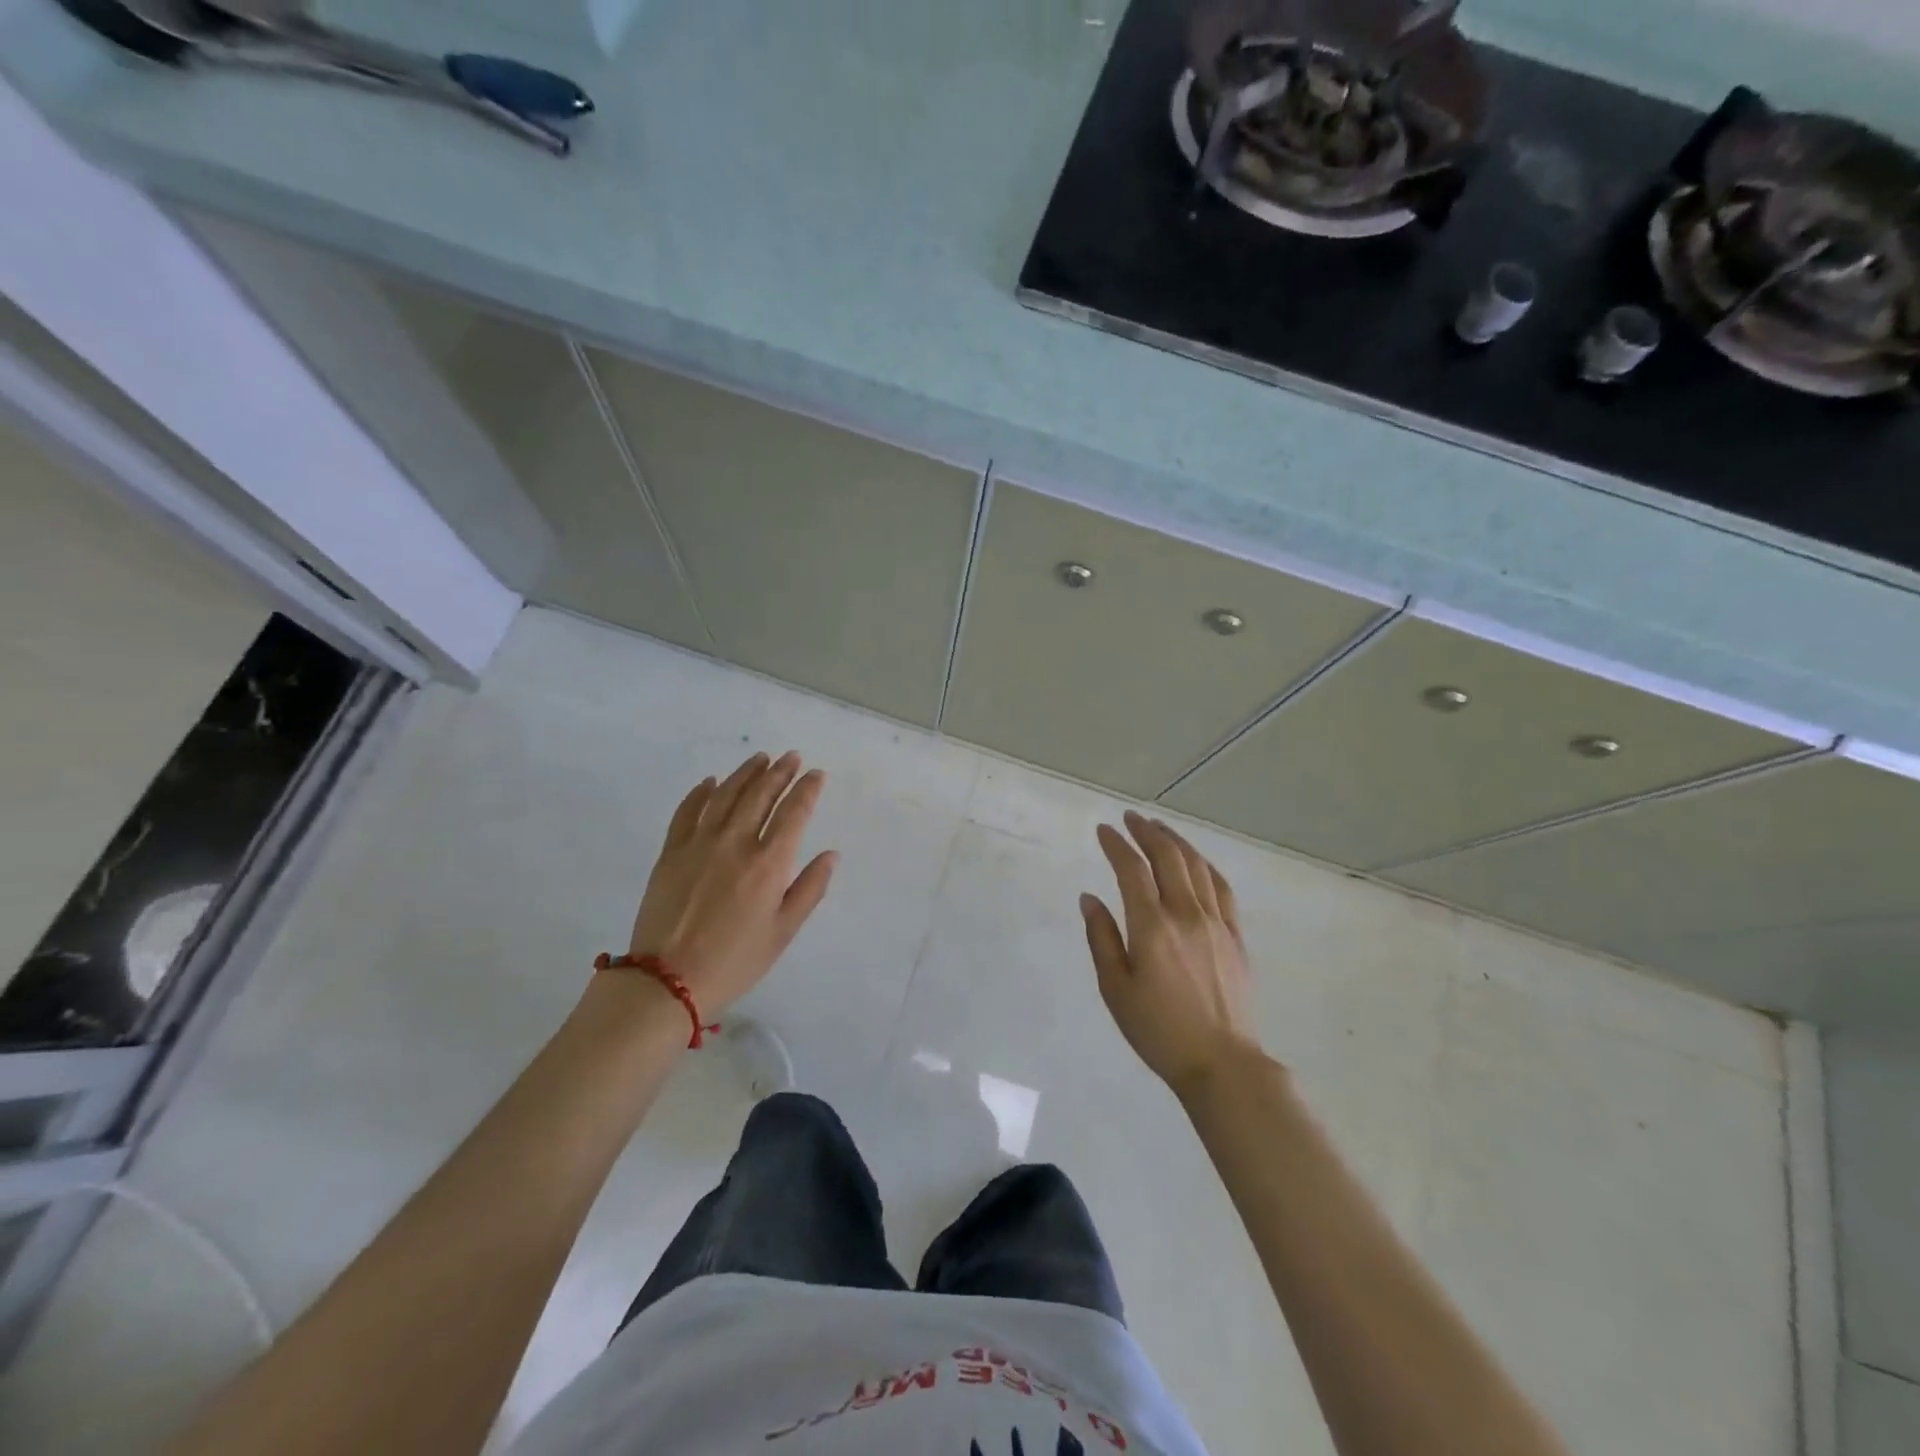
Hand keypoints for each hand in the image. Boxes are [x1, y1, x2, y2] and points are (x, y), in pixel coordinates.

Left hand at [626, 752, 836, 1016]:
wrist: (668, 980)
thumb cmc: (735, 961)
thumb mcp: (783, 932)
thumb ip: (810, 889)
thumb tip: (831, 854)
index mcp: (768, 864)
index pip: (793, 813)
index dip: (807, 789)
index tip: (816, 774)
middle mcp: (735, 843)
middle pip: (760, 796)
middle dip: (779, 772)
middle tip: (791, 757)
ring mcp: (699, 844)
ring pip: (725, 795)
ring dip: (745, 773)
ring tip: (760, 758)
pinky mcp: (671, 852)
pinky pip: (687, 811)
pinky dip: (701, 792)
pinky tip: (710, 782)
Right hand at [1081, 810, 1259, 1096]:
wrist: (1221, 1063)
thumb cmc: (1158, 1030)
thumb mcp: (1115, 989)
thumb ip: (1101, 938)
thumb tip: (1089, 898)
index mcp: (1152, 927)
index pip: (1132, 870)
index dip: (1116, 845)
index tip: (1104, 830)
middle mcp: (1186, 914)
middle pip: (1168, 858)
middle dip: (1147, 832)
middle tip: (1130, 818)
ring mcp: (1216, 922)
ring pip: (1197, 866)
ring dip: (1176, 841)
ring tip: (1159, 828)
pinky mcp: (1236, 935)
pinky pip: (1222, 887)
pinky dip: (1205, 865)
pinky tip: (1196, 860)